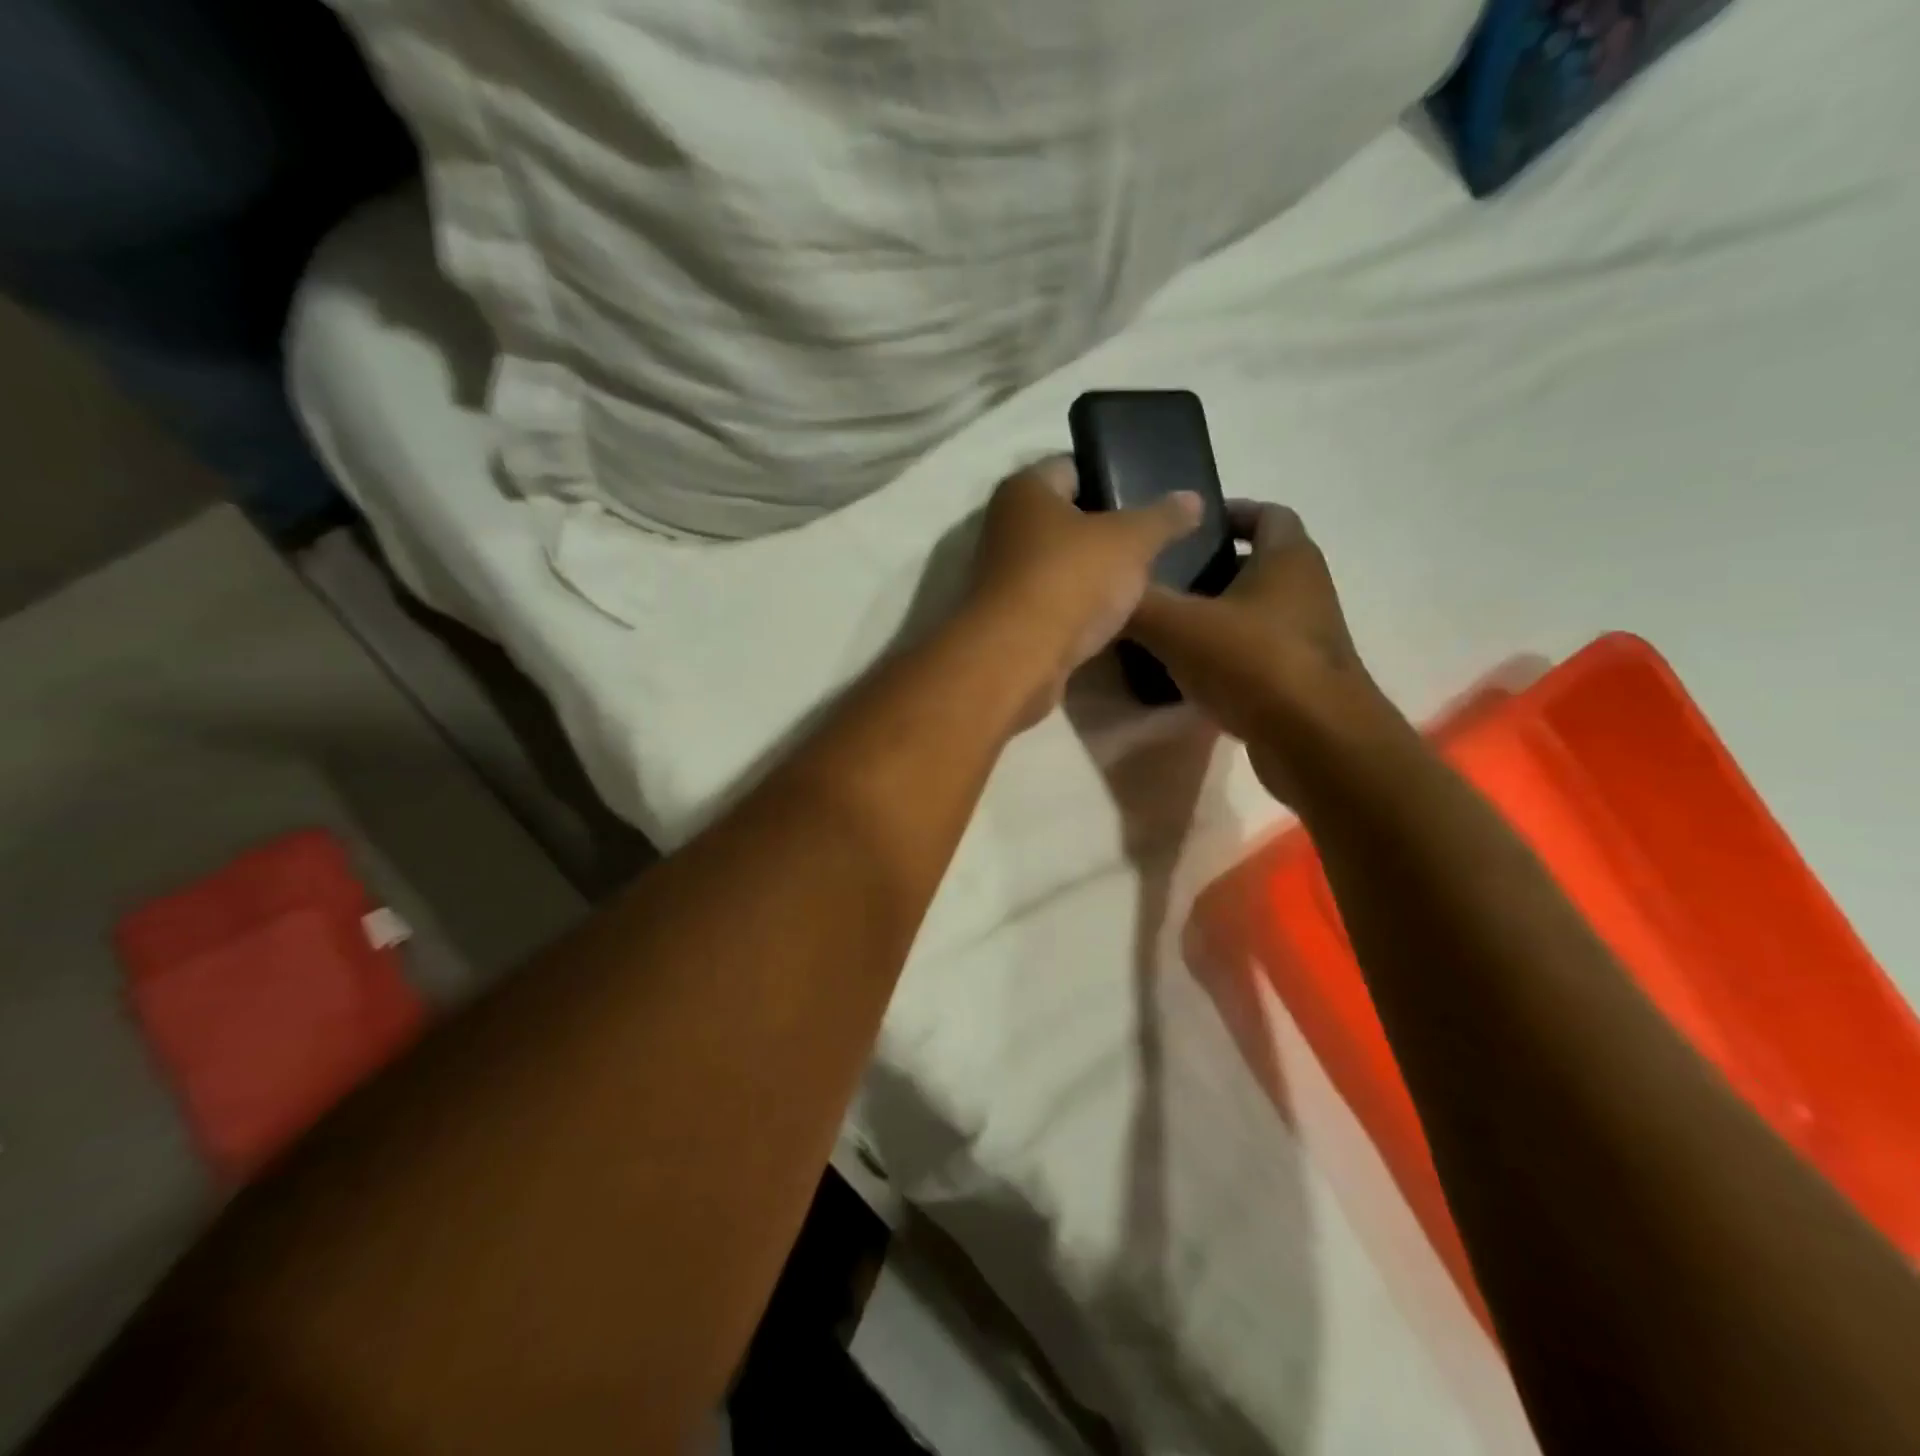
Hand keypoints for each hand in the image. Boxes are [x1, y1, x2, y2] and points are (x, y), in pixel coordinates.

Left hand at [965, 456, 1200, 727]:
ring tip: (1139, 582)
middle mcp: (1005, 526)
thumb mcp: (1131, 541)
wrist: (1018, 661)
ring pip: (1059, 564)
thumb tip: (1193, 499)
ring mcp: (1003, 576)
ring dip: (1091, 573)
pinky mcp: (1009, 619)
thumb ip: (1163, 518)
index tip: (1149, 497)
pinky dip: (1077, 607)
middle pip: (1065, 518)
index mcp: (1025, 489)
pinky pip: (1053, 602)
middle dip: (1105, 530)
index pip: (1072, 467)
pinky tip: (1110, 618)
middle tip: (1151, 542)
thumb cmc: (1070, 581)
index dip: (1112, 476)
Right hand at [1129, 501, 1389, 802]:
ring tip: (1164, 626)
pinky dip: (1224, 655)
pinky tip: (1186, 673)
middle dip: (1209, 569)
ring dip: (1215, 615)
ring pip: (1253, 613)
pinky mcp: (1298, 679)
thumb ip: (1138, 603)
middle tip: (1161, 579)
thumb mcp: (1180, 627)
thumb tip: (1101, 589)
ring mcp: (1306, 637)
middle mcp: (1305, 590)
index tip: (1185, 527)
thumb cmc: (1254, 663)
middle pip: (1255, 565)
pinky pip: (1254, 654)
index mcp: (1287, 558)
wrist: (1316, 742)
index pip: (1265, 513)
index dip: (1227, 512)